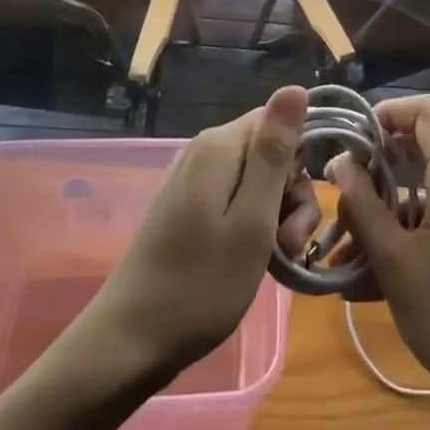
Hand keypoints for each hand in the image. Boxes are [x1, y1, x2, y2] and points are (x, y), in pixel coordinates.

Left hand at [83, 88, 309, 376]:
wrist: (130, 342)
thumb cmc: (201, 284)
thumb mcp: (253, 218)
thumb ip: (275, 151)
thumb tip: (295, 87)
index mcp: (220, 146)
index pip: (279, 122)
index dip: (298, 160)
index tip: (298, 206)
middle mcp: (205, 152)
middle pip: (270, 152)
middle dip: (290, 195)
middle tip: (289, 244)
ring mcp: (193, 180)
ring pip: (257, 180)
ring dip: (275, 216)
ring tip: (275, 259)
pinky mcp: (188, 207)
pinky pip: (235, 200)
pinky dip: (252, 226)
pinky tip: (252, 259)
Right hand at [327, 95, 429, 428]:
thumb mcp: (395, 261)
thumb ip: (363, 204)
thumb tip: (340, 163)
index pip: (426, 109)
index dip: (388, 113)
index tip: (354, 142)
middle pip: (427, 149)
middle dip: (382, 173)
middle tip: (346, 207)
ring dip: (395, 210)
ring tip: (356, 256)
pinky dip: (420, 227)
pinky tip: (389, 271)